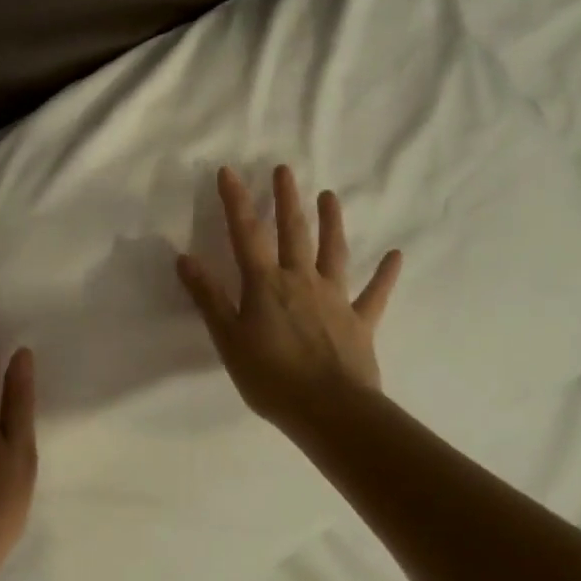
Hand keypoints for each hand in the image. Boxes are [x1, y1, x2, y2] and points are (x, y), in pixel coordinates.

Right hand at [176, 165, 400, 433]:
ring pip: (334, 252)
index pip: (247, 234)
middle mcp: (302, 280)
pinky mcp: (360, 321)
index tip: (229, 172)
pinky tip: (396, 255)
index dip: (237, 202)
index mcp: (266, 285)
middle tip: (284, 169)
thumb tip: (185, 258)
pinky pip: (375, 293)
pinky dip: (386, 274)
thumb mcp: (228, 339)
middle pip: (293, 232)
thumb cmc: (271, 377)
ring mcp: (335, 298)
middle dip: (286, 199)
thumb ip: (208, 297)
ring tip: (330, 195)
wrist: (330, 410)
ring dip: (332, 222)